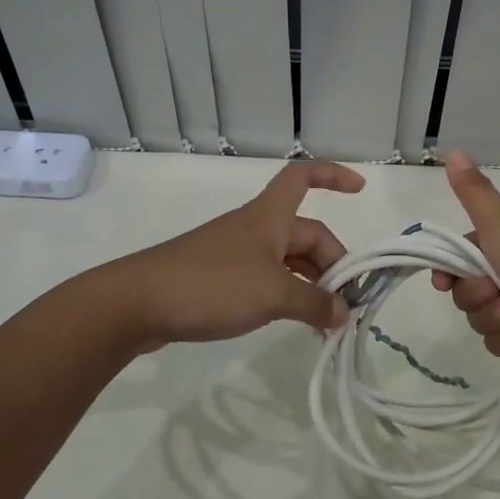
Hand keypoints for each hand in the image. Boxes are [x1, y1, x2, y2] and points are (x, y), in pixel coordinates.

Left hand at [100, 161, 365, 352]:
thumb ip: (314, 303)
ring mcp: (236, 254)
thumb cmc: (212, 284)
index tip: (361, 190)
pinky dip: (286, 296)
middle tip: (345, 308)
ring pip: (288, 261)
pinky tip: (293, 323)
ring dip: (310, 286)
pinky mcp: (219, 279)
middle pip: (306, 234)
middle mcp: (256, 228)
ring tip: (325, 324)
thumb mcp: (273, 294)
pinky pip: (267, 280)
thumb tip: (345, 314)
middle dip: (331, 265)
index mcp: (270, 217)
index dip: (333, 174)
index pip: (304, 176)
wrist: (138, 302)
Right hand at [431, 152, 499, 376]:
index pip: (466, 250)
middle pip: (469, 285)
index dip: (449, 267)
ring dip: (492, 317)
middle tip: (491, 293)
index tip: (442, 281)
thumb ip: (474, 192)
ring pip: (481, 314)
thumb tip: (453, 151)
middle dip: (474, 295)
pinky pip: (498, 339)